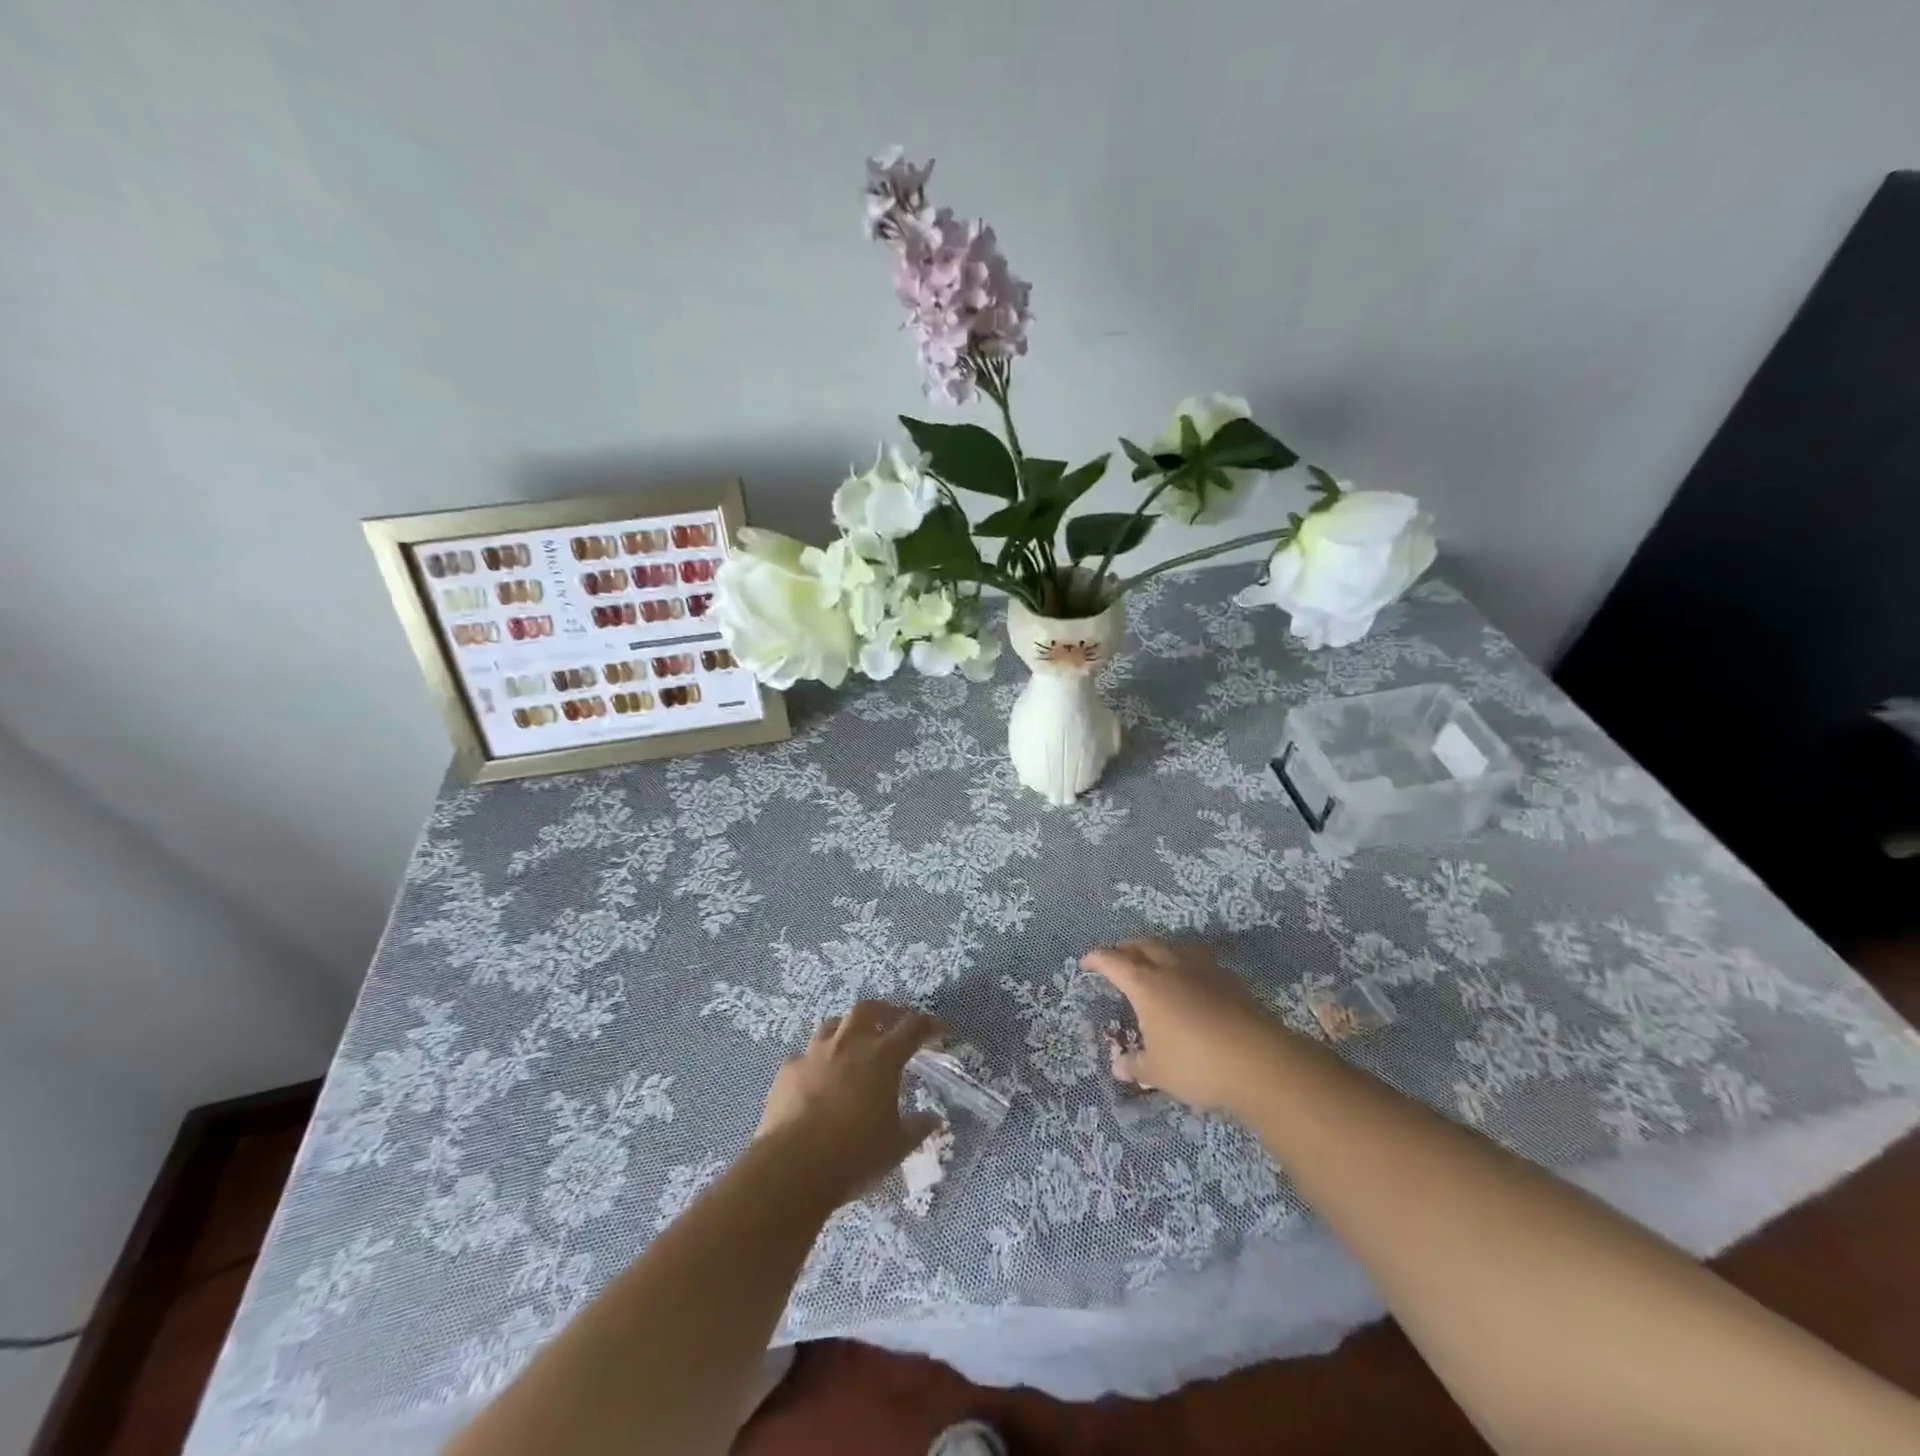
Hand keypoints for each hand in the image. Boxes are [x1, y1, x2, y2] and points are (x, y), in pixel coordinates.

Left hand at [754, 999, 945, 1202]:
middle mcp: (849, 1044)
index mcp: (882, 1057)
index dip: (929, 1026)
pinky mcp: (788, 1070)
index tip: (941, 1031)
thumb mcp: (896, 1147)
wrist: (793, 1166)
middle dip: (883, 1011)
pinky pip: (804, 1055)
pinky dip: (815, 1060)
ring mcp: (814, 1054)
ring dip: (847, 1029)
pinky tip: (816, 1076)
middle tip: (892, 1022)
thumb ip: (917, 1128)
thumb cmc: (854, 1154)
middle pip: (868, 1009)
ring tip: (852, 1043)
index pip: (913, 1028)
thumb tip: (933, 1119)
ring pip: (833, 1024)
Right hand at [1080, 938, 1285, 1112]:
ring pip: (1173, 947)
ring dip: (1158, 949)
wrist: (1258, 1060)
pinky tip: (1190, 979)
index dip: (1096, 959)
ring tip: (1154, 960)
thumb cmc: (1196, 1064)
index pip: (1113, 962)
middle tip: (1119, 957)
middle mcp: (1171, 967)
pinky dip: (1185, 963)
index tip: (1086, 962)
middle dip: (1127, 948)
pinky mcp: (1229, 978)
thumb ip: (1136, 1065)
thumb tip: (1119, 1066)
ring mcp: (1203, 969)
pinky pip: (1198, 960)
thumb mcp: (1158, 1072)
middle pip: (1143, 944)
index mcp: (1145, 984)